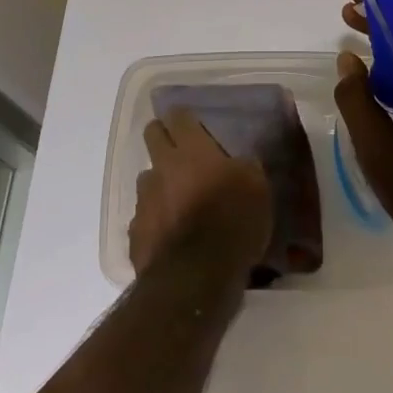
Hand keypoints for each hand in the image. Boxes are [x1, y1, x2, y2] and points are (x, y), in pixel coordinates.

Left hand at [131, 108, 272, 280]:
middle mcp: (162, 167)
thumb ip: (244, 168)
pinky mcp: (135, 231)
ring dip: (160, 182)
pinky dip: (156, 219)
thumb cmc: (233, 222)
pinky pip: (144, 216)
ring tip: (177, 199)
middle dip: (162, 136)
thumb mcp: (257, 188)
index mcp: (192, 151)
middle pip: (152, 136)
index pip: (178, 117)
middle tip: (180, 149)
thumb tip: (238, 163)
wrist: (196, 276)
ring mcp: (144, 199)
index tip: (189, 120)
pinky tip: (170, 233)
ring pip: (147, 178)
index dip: (182, 116)